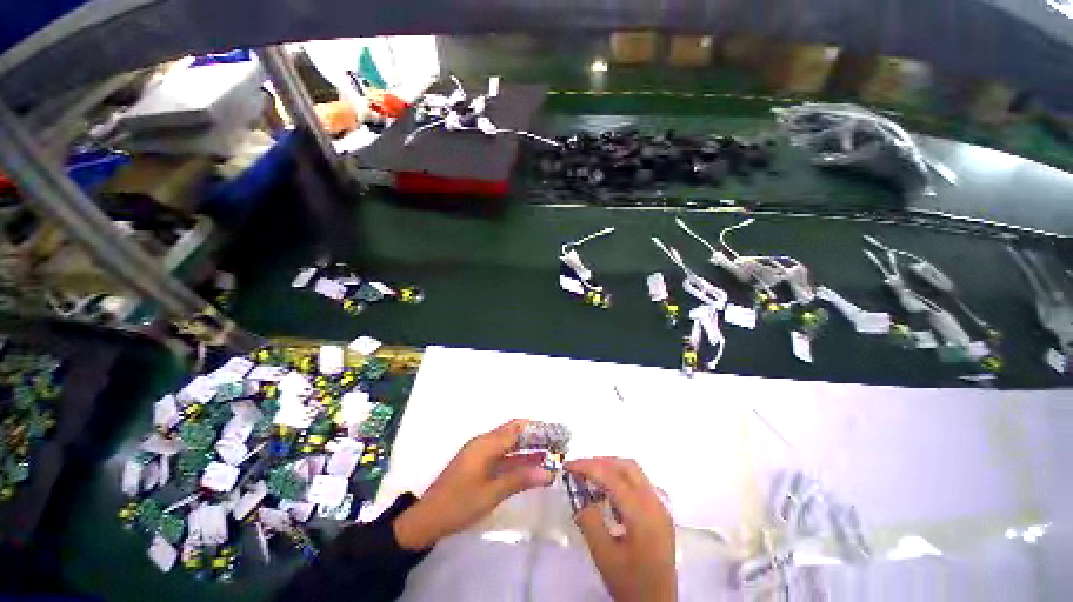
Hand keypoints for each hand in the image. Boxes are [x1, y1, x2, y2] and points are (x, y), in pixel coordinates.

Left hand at [394, 420, 552, 549]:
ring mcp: (481, 452)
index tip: (557, 433)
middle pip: (514, 432)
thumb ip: (521, 479)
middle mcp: (484, 442)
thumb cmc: (460, 503)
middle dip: (536, 436)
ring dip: (528, 446)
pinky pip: (503, 453)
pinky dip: (518, 457)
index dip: (538, 429)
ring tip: (550, 452)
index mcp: (486, 443)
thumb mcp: (492, 493)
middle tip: (557, 443)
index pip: (518, 428)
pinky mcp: (478, 463)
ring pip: (509, 442)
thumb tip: (549, 472)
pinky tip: (531, 464)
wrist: (428, 519)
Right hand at [566, 457, 676, 601]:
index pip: (612, 477)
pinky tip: (608, 494)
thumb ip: (590, 522)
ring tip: (590, 477)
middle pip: (627, 466)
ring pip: (634, 472)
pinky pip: (640, 484)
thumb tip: (579, 496)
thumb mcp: (604, 556)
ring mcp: (661, 507)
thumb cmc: (631, 584)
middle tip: (579, 469)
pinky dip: (621, 480)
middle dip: (601, 462)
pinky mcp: (660, 513)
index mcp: (642, 513)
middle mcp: (655, 503)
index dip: (588, 466)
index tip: (568, 466)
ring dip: (611, 468)